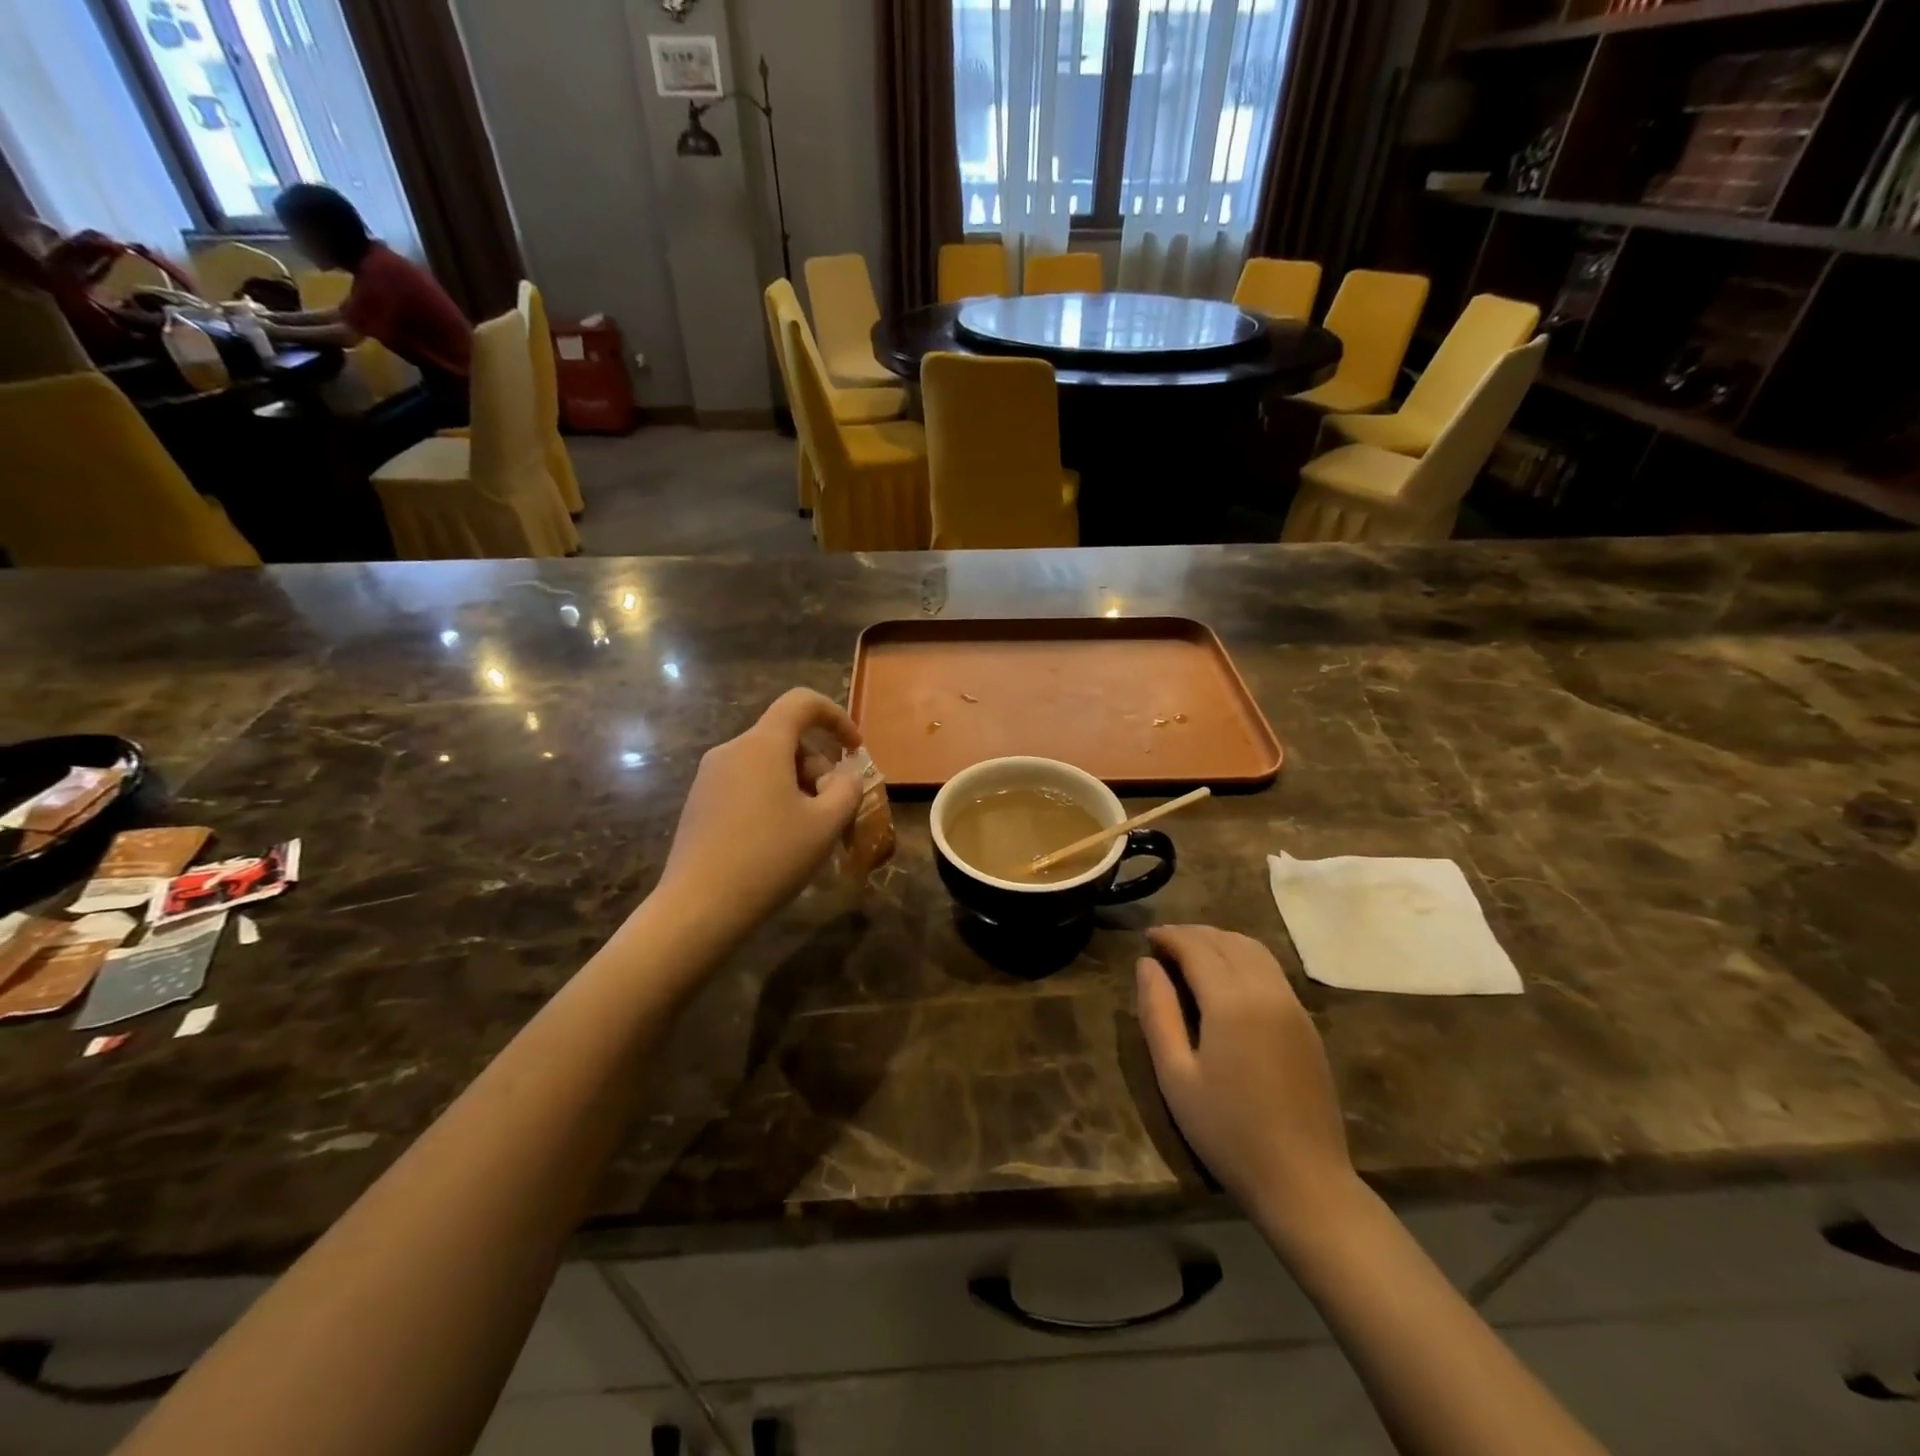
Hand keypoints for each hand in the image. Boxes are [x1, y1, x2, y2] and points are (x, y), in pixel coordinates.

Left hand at [657, 688, 864, 941]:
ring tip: (811, 830)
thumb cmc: (770, 858)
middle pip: (786, 739)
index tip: (855, 750)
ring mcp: (709, 777)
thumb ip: (848, 789)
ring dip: (797, 785)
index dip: (836, 717)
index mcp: (762, 745)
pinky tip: (779, 841)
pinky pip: (746, 785)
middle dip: (819, 766)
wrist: (698, 907)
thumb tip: (846, 775)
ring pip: (767, 764)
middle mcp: (731, 751)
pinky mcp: (699, 803)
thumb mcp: (826, 825)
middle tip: (835, 809)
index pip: (801, 703)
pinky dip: (772, 798)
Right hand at [1136, 926, 1355, 1230]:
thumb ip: (1157, 1012)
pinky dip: (1243, 957)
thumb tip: (1146, 964)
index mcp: (1231, 1001)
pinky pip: (1272, 970)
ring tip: (1192, 953)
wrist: (1303, 1180)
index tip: (1147, 937)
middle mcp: (1266, 991)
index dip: (1169, 936)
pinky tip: (1227, 976)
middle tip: (1164, 944)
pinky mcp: (1306, 1023)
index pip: (1196, 947)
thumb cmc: (1227, 1131)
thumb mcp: (1175, 1075)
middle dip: (1192, 933)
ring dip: (1220, 940)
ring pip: (1254, 949)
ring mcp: (1292, 1005)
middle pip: (1226, 941)